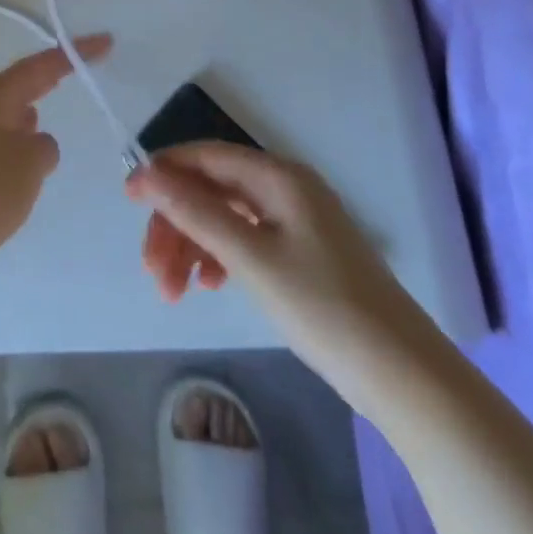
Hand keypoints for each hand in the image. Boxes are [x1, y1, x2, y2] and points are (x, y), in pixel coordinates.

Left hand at [0, 35, 111, 293]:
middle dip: (52, 77)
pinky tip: (30, 163)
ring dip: (34, 112)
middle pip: (22, 85)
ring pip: (11, 116)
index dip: (74, 54)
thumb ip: (45, 147)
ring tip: (58, 111)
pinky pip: (3, 146)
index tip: (105, 42)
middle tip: (83, 68)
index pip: (40, 66)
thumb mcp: (29, 163)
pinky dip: (22, 146)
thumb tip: (37, 143)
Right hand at [126, 142, 433, 391]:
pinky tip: (208, 285)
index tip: (127, 201)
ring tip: (174, 292)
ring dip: (193, 246)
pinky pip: (245, 240)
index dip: (163, 172)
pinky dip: (219, 258)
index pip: (206, 156)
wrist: (405, 377)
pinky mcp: (302, 254)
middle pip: (212, 190)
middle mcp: (286, 188)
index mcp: (278, 177)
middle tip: (153, 272)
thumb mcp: (251, 258)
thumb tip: (146, 171)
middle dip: (176, 224)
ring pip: (225, 218)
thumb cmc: (324, 308)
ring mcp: (296, 222)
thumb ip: (196, 211)